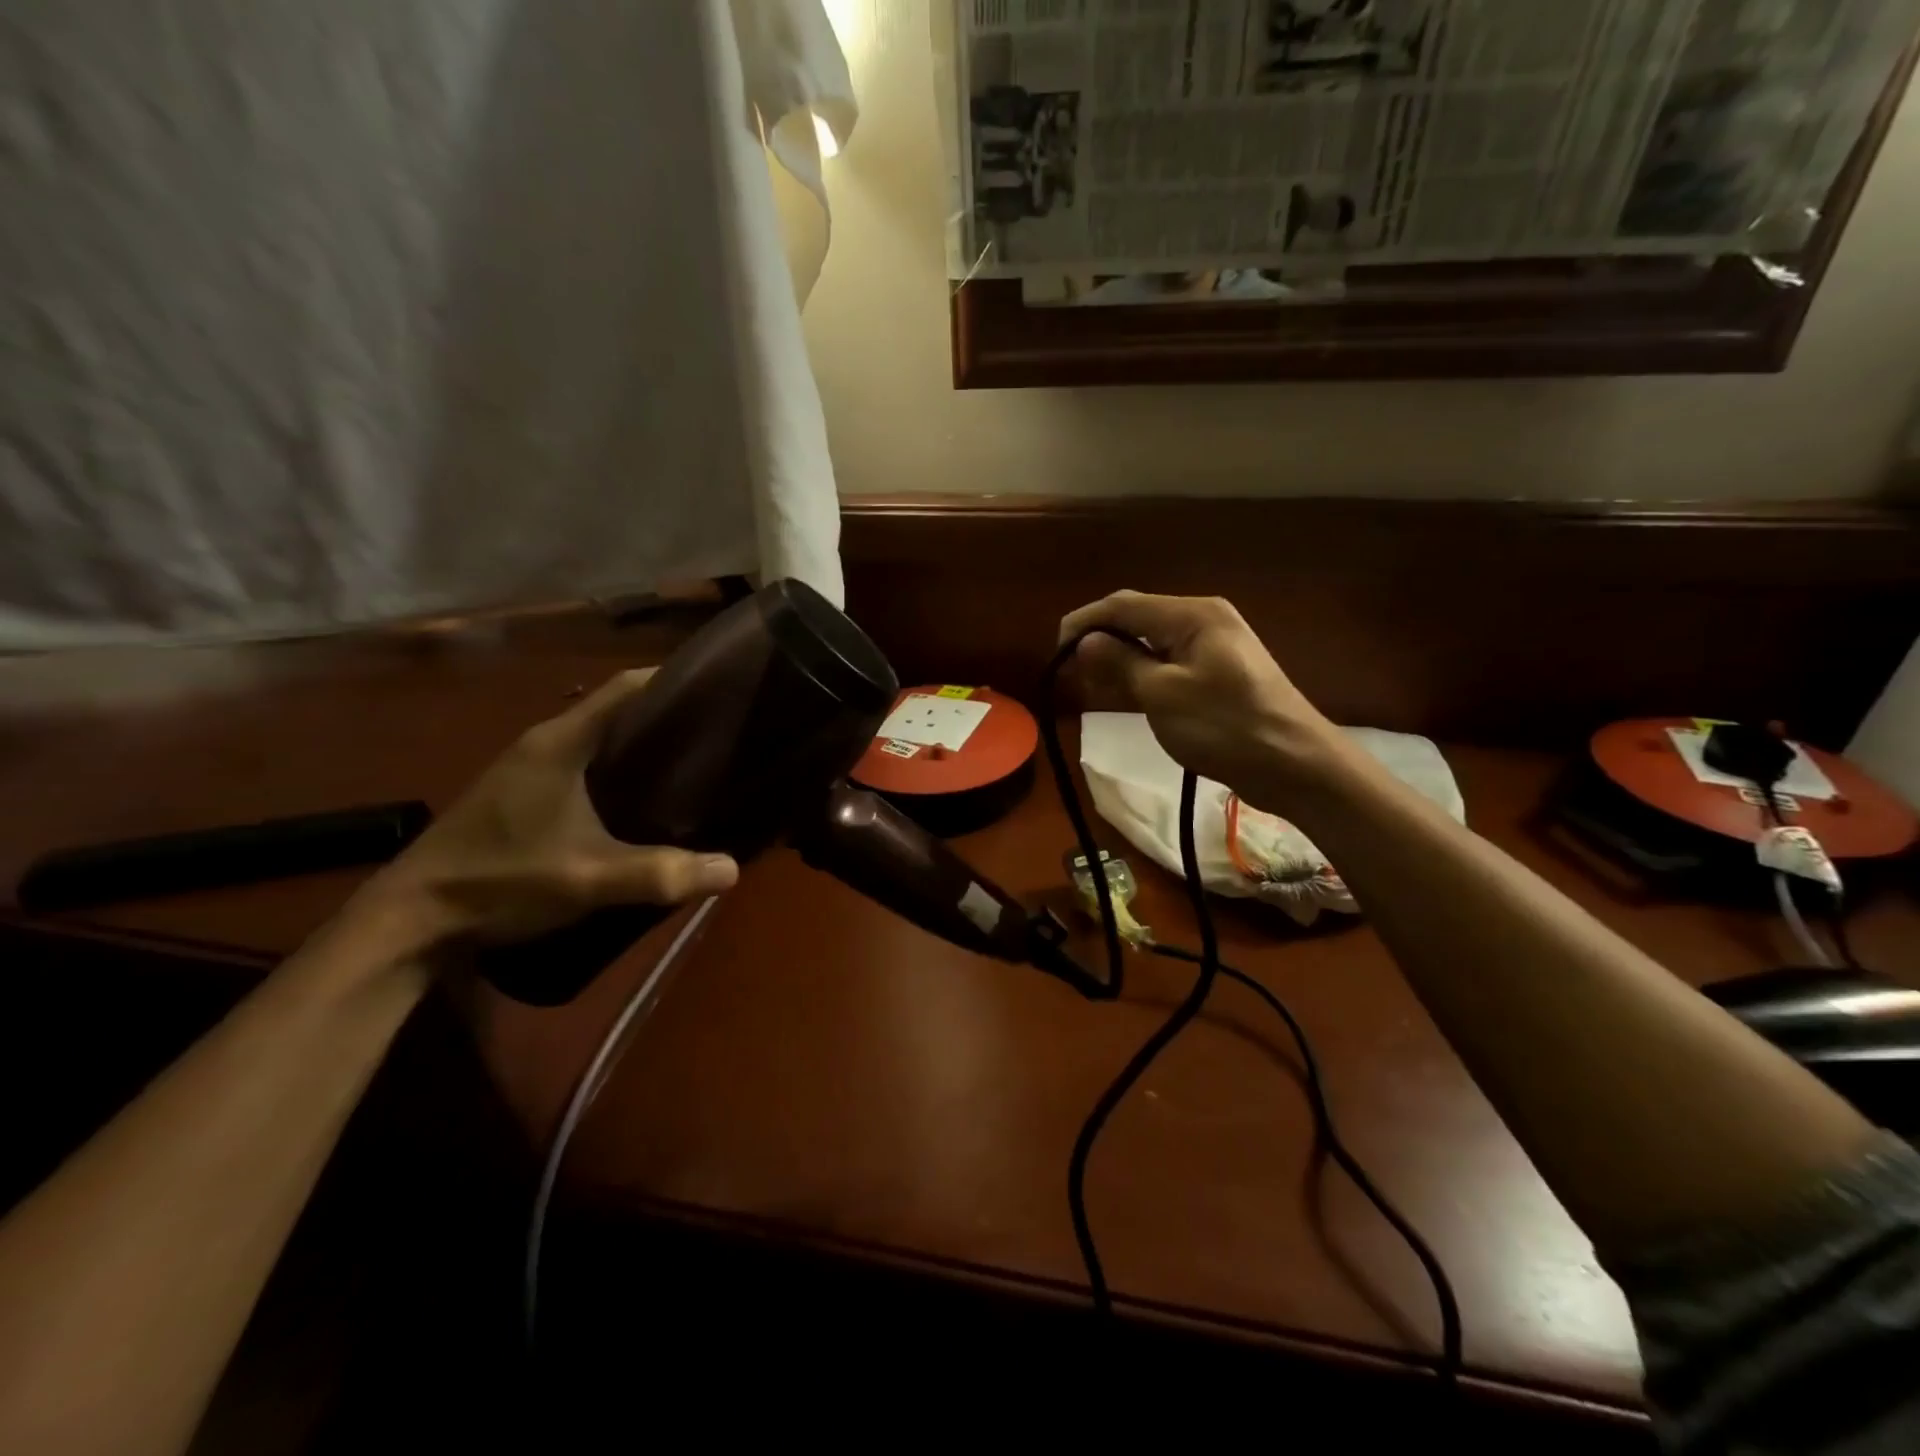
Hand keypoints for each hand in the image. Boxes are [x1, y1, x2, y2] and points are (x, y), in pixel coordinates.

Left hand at [359, 670, 738, 953]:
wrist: (409, 919)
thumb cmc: (500, 881)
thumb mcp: (588, 880)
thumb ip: (660, 874)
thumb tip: (732, 870)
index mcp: (561, 742)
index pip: (626, 687)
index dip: (673, 680)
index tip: (718, 690)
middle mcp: (544, 742)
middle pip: (617, 710)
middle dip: (667, 717)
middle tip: (720, 735)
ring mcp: (528, 767)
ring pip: (599, 739)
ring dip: (641, 746)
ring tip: (692, 766)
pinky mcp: (521, 793)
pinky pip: (583, 764)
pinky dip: (618, 769)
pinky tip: (640, 800)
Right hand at [1059, 591, 1337, 800]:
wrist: (1295, 765)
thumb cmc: (1225, 727)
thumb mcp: (1162, 695)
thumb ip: (1121, 663)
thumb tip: (1086, 641)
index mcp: (1192, 615)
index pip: (1123, 605)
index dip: (1083, 623)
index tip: (1054, 653)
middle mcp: (1203, 619)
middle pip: (1138, 618)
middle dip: (1100, 641)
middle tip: (1072, 674)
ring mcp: (1214, 646)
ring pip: (1152, 642)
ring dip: (1120, 659)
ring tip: (1092, 685)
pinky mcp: (1219, 672)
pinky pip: (1169, 662)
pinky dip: (1143, 673)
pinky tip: (1126, 693)